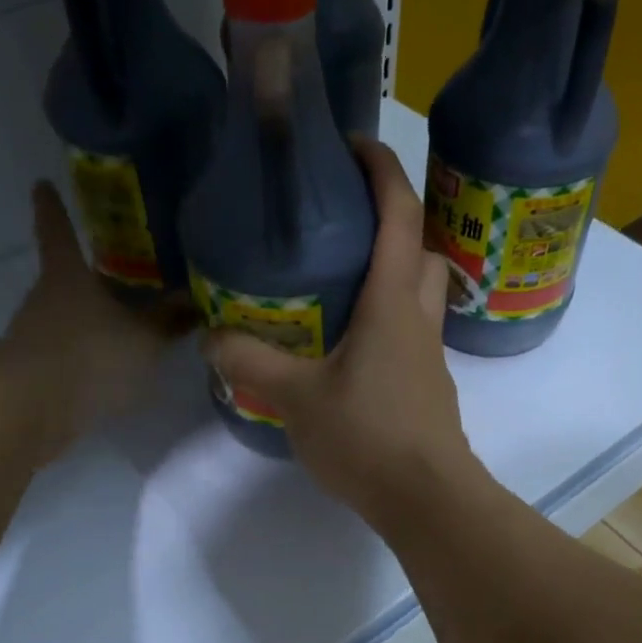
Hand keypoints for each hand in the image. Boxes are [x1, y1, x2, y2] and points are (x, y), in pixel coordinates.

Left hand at [4, 182, 192, 456]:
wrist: (33, 408)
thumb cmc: (92, 354)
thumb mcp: (145, 338)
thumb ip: (169, 320)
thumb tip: (195, 300)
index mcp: (68, 275)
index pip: (58, 231)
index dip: (52, 207)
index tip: (42, 184)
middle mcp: (45, 298)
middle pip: (67, 278)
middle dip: (90, 278)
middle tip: (122, 276)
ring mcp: (35, 335)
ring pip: (68, 318)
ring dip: (92, 322)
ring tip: (128, 332)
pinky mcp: (35, 371)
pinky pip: (68, 354)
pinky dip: (88, 357)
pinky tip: (113, 372)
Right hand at [204, 140, 480, 527]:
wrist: (426, 498)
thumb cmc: (368, 436)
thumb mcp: (297, 398)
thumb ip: (252, 363)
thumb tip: (211, 340)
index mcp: (391, 302)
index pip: (399, 215)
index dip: (382, 170)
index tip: (353, 145)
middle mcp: (418, 318)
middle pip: (420, 249)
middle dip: (394, 220)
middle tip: (344, 222)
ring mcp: (429, 355)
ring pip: (421, 293)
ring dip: (394, 272)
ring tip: (343, 280)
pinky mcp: (429, 387)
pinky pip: (412, 333)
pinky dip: (389, 319)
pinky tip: (351, 344)